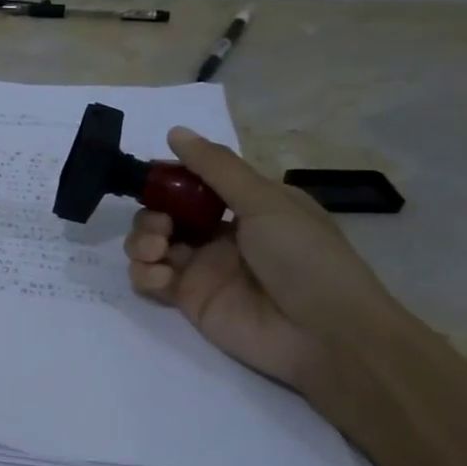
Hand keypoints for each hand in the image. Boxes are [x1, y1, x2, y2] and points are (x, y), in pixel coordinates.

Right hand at [124, 129, 404, 393]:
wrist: (325, 334)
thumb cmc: (304, 257)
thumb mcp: (266, 202)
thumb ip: (217, 168)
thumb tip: (175, 131)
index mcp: (244, 206)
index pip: (192, 184)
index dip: (167, 180)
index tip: (150, 178)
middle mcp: (218, 234)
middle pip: (163, 214)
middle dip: (150, 214)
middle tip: (161, 226)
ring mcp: (202, 269)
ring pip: (150, 245)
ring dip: (141, 241)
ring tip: (156, 250)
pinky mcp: (188, 301)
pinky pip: (151, 281)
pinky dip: (145, 275)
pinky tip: (161, 278)